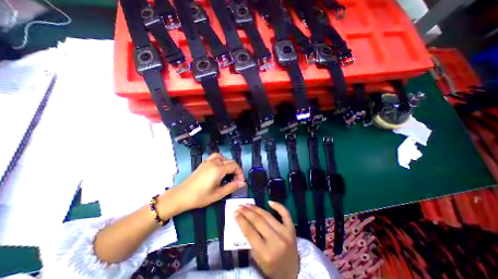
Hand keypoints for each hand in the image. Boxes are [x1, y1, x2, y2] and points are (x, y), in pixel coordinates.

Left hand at [164, 152, 246, 212]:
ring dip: (229, 165)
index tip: (240, 182)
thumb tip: (243, 183)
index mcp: (218, 169)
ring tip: (229, 174)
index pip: (235, 166)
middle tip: (236, 181)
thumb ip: (232, 187)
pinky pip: (216, 157)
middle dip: (236, 170)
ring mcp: (208, 161)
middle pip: (231, 161)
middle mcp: (214, 162)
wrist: (181, 196)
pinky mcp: (204, 163)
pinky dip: (221, 160)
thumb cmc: (200, 197)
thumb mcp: (218, 194)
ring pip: (224, 158)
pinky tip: (220, 167)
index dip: (240, 173)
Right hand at [236, 202, 296, 277]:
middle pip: (258, 221)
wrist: (292, 272)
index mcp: (266, 253)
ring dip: (257, 208)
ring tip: (248, 204)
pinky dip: (278, 206)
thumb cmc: (271, 267)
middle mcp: (276, 241)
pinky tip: (269, 202)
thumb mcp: (257, 260)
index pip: (250, 232)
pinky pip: (285, 214)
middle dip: (247, 212)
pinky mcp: (291, 229)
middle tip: (240, 206)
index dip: (241, 221)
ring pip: (268, 216)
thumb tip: (243, 222)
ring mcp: (285, 233)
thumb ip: (250, 241)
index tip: (235, 212)